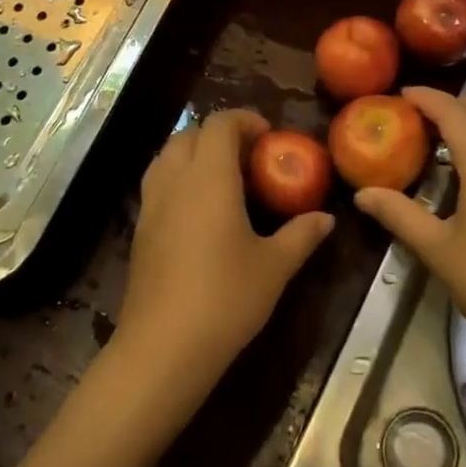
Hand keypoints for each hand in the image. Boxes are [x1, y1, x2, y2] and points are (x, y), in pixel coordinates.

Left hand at [108, 109, 333, 426]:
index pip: (219, 124)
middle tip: (249, 158)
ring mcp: (151, 205)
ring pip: (167, 157)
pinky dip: (178, 179)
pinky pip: (158, 184)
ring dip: (194, 154)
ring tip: (224, 179)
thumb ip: (301, 235)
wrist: (164, 347)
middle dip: (219, 135)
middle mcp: (175, 181)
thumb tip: (326, 218)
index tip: (269, 136)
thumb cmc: (226, 298)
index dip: (244, 120)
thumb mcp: (274, 266)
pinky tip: (200, 212)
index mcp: (209, 178)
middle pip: (189, 134)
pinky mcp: (139, 230)